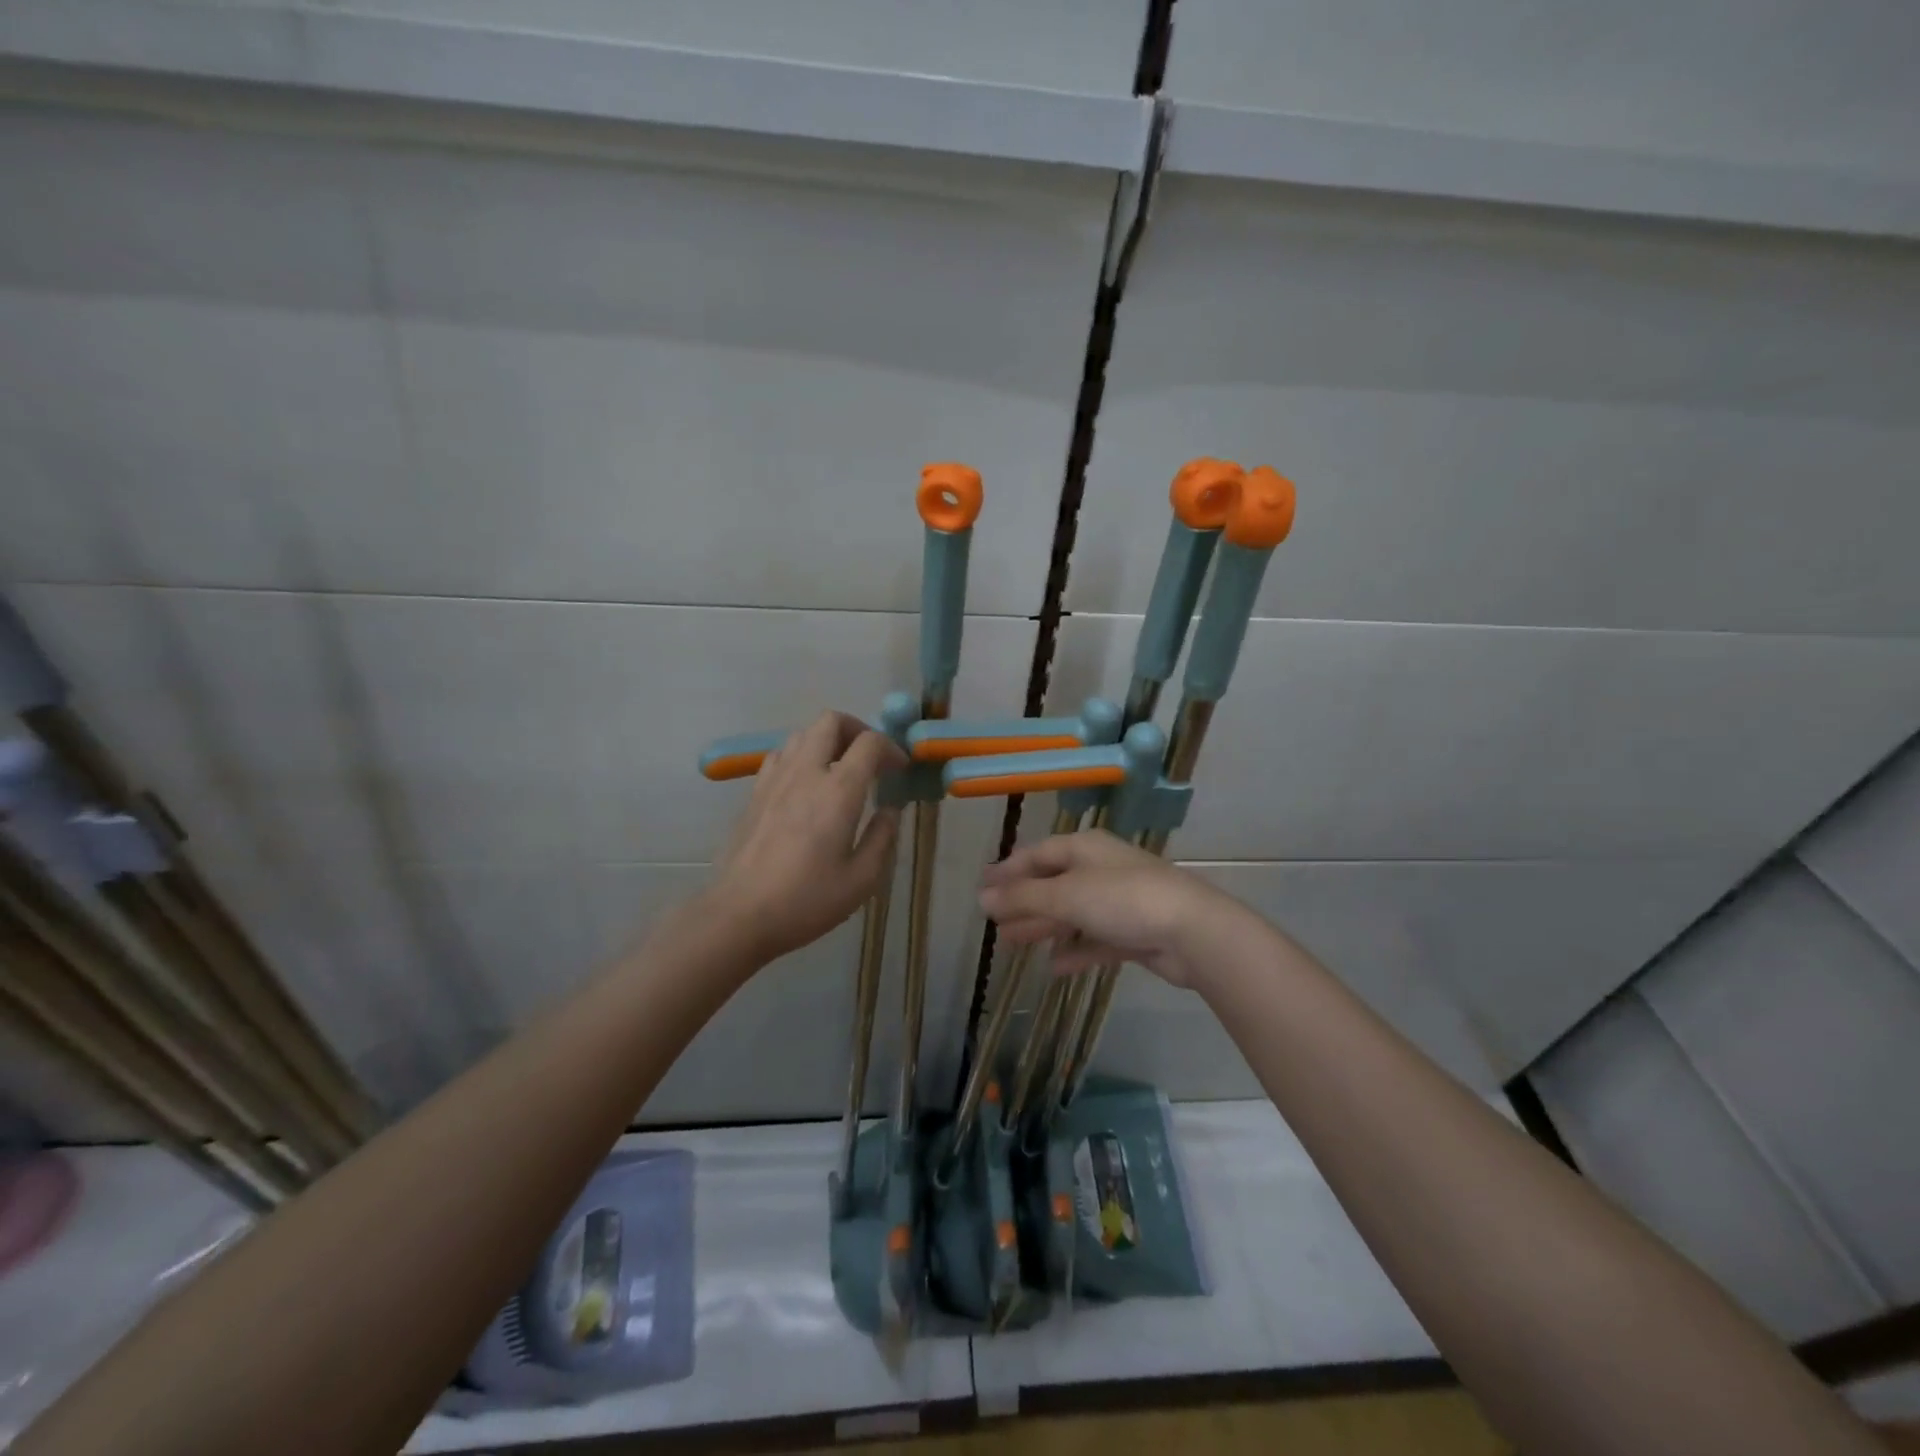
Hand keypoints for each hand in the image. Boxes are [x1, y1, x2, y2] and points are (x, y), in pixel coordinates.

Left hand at [709, 711, 904, 961]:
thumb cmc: (806, 900)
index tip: (899, 770)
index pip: (869, 743)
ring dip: (827, 741)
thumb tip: (890, 810)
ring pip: (802, 733)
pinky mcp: (754, 792)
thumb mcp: (861, 879)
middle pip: (830, 721)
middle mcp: (805, 773)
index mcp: (838, 791)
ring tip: (840, 769)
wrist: (738, 914)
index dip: (891, 748)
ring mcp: (774, 779)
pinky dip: (800, 756)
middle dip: (857, 729)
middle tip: (870, 758)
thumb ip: (882, 837)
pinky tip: (806, 785)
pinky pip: (780, 755)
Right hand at [978, 830, 1253, 989]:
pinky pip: (1095, 940)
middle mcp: (1100, 869)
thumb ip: (1023, 897)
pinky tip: (1054, 967)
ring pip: (1072, 913)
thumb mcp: (1067, 894)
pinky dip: (1074, 950)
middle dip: (1022, 902)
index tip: (982, 888)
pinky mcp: (1134, 933)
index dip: (1008, 870)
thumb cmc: (1123, 900)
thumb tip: (982, 898)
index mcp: (1084, 849)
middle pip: (1053, 884)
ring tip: (1012, 944)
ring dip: (1043, 927)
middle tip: (992, 922)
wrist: (1192, 932)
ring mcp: (1119, 902)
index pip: (1037, 854)